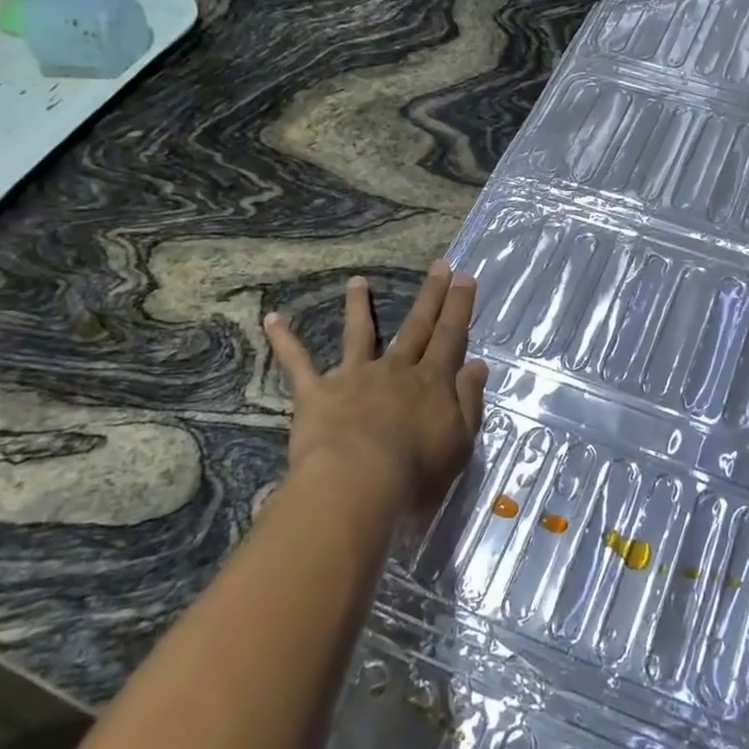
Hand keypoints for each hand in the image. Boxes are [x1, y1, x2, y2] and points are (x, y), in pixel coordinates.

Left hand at [264, 262, 488, 509]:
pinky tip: (272, 318)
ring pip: (359, 334)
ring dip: (358, 306)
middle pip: (416, 326)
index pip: (451, 336)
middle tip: (439, 265)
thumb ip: (469, 400)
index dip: (459, 307)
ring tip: (357, 281)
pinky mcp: (317, 393)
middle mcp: (396, 370)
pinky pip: (298, 363)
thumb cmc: (416, 471)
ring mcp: (354, 376)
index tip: (465, 277)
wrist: (358, 482)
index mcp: (432, 382)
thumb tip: (477, 364)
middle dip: (430, 296)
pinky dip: (285, 340)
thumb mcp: (460, 440)